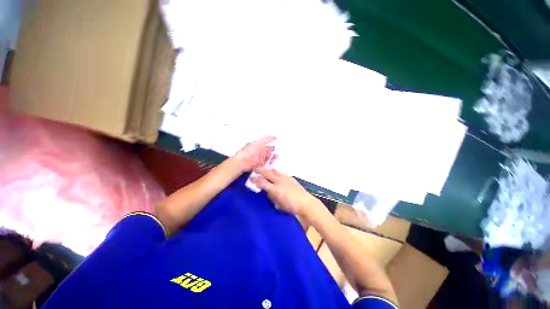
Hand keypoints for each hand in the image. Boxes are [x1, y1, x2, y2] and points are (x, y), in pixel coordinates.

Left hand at [233, 136, 276, 171]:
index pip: (266, 141)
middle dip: (273, 149)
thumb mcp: (258, 143)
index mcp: (257, 144)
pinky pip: (266, 162)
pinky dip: (270, 162)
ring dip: (272, 156)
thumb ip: (266, 139)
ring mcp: (258, 157)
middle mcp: (258, 151)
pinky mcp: (259, 164)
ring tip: (277, 156)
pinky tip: (273, 161)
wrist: (242, 162)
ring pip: (267, 156)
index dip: (271, 140)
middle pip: (267, 149)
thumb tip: (271, 135)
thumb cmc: (248, 151)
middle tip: (278, 149)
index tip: (276, 138)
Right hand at [251, 168, 322, 216]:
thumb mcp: (278, 204)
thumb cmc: (291, 206)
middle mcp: (279, 181)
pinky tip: (275, 175)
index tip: (251, 179)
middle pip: (267, 173)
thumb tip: (267, 191)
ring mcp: (285, 178)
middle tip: (254, 169)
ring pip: (274, 170)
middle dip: (260, 170)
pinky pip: (280, 173)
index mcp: (276, 189)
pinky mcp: (290, 177)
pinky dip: (275, 172)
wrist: (305, 203)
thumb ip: (271, 196)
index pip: (263, 182)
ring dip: (268, 170)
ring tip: (264, 170)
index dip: (255, 180)